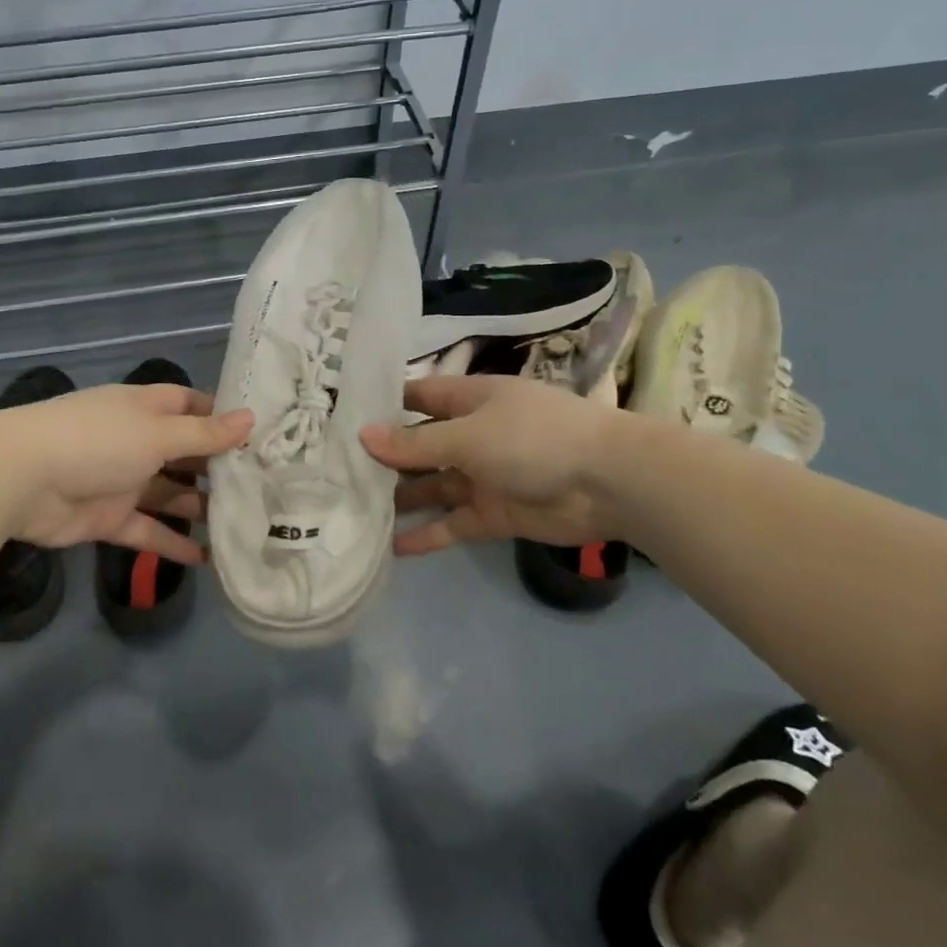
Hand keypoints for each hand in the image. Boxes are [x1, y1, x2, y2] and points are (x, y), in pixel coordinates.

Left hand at [0, 384, 252, 564]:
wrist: (22, 479)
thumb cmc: (98, 440)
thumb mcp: (158, 433)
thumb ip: (204, 435)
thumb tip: (251, 419)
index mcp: (146, 409)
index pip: (192, 406)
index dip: (222, 417)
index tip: (261, 434)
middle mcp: (137, 441)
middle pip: (185, 453)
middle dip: (218, 469)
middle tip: (265, 487)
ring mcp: (122, 480)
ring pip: (170, 494)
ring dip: (201, 508)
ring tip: (245, 524)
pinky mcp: (108, 518)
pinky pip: (148, 530)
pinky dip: (172, 544)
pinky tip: (208, 561)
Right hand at [359, 374, 625, 553]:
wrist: (610, 483)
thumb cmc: (534, 439)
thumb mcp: (468, 435)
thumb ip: (415, 443)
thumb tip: (363, 437)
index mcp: (469, 400)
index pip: (418, 397)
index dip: (384, 406)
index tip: (342, 418)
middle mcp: (472, 434)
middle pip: (420, 445)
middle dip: (386, 458)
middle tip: (336, 473)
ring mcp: (484, 475)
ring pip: (433, 486)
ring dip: (402, 498)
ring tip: (355, 512)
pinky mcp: (495, 513)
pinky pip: (454, 522)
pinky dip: (428, 534)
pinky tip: (394, 548)